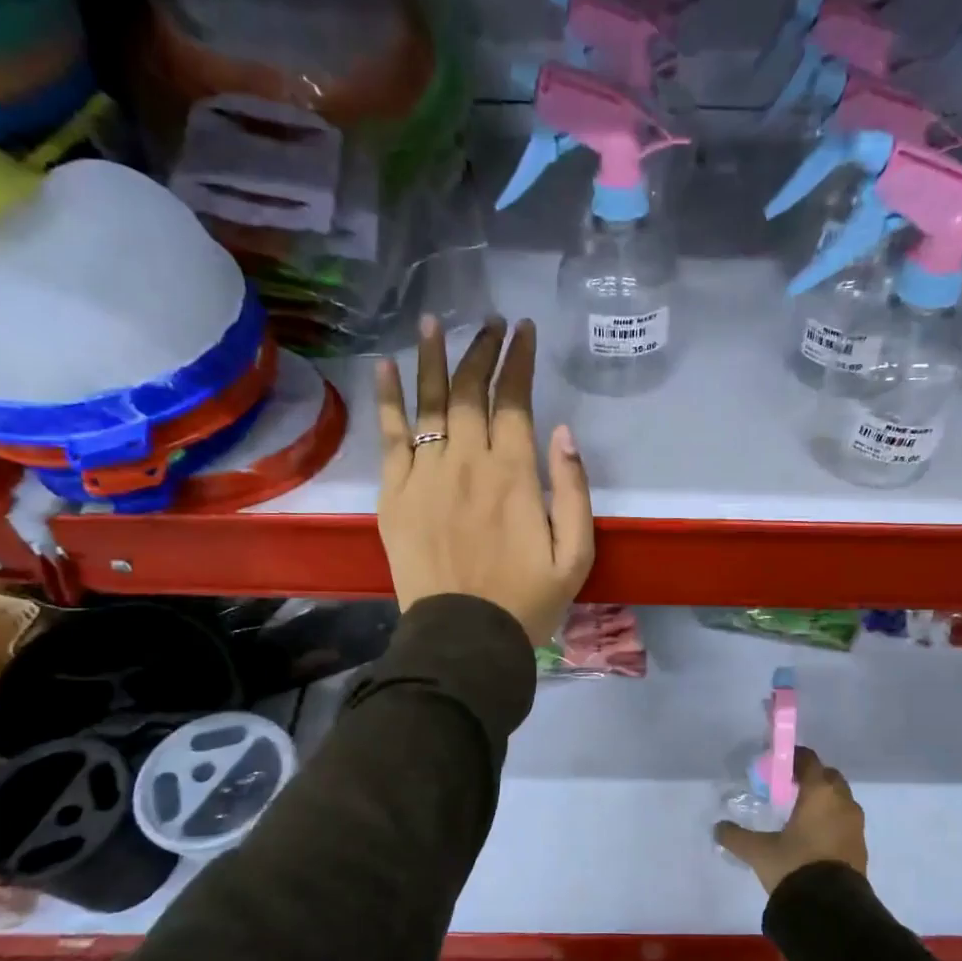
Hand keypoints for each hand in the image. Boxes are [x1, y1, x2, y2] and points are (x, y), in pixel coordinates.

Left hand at [376, 315, 594, 645]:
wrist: (465, 638)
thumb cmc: (527, 601)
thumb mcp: (576, 555)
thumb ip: (574, 491)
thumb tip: (564, 431)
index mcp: (514, 475)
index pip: (514, 400)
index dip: (518, 360)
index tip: (523, 330)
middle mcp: (467, 463)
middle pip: (471, 391)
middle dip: (482, 350)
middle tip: (489, 322)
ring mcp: (425, 476)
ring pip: (429, 403)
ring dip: (432, 358)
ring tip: (433, 322)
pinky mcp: (394, 495)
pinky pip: (390, 437)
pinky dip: (387, 399)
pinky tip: (385, 367)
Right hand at [714, 747, 867, 895]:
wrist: (831, 910)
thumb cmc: (794, 867)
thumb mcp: (758, 852)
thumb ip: (736, 836)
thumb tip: (718, 828)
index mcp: (820, 793)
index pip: (808, 760)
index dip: (792, 758)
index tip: (776, 765)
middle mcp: (843, 802)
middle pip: (828, 777)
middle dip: (811, 778)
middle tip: (788, 789)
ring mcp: (856, 825)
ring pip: (840, 800)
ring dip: (823, 801)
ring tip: (799, 815)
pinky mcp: (861, 847)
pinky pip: (845, 822)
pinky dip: (831, 821)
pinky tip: (813, 837)